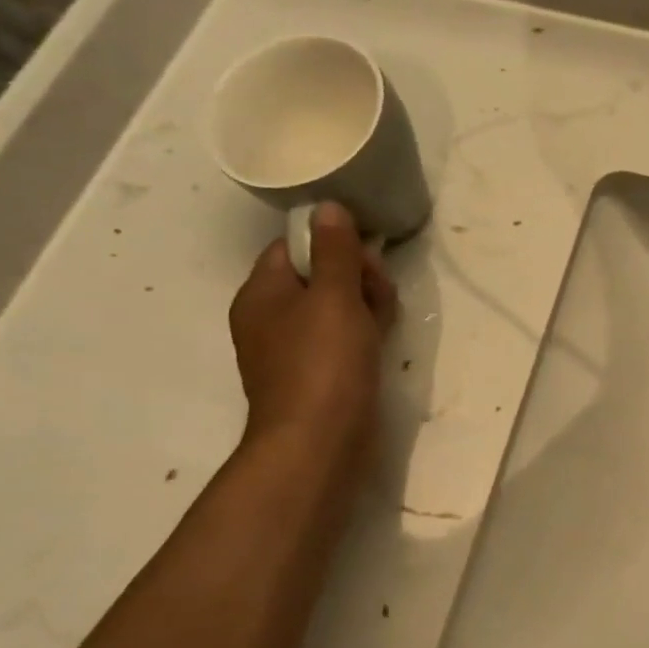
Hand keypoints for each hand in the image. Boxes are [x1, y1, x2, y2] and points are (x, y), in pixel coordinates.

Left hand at [228, 202, 397, 469]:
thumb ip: (336, 250)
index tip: (365, 252)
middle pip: (319, 275)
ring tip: (386, 315)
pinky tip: (383, 335)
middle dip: (355, 275)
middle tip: (379, 290)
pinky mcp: (320, 372)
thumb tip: (327, 206)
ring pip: (336, 306)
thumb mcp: (334, 297)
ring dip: (366, 302)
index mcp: (262, 294)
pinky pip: (342, 336)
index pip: (295, 247)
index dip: (332, 243)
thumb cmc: (323, 362)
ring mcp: (295, 348)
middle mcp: (272, 317)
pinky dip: (363, 330)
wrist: (320, 441)